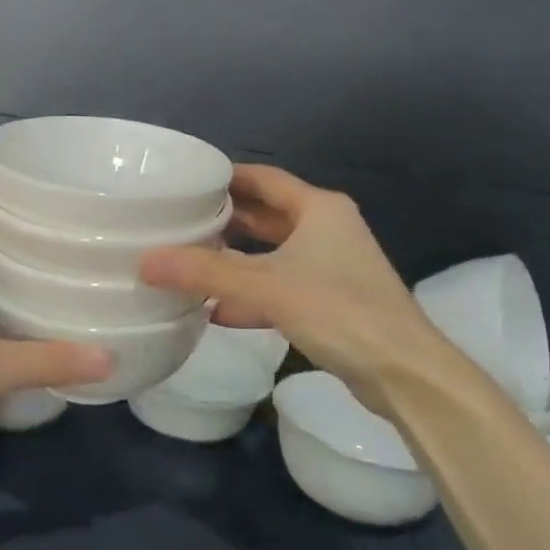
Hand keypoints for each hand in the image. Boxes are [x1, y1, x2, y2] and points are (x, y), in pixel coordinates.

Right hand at [139, 165, 454, 404]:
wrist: (404, 373)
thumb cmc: (339, 312)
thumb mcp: (267, 288)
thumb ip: (206, 274)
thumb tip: (145, 261)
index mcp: (318, 209)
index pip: (263, 178)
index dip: (225, 176)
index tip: (185, 180)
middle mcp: (326, 229)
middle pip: (266, 214)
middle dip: (225, 219)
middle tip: (178, 220)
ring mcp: (331, 266)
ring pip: (272, 253)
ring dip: (235, 259)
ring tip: (189, 261)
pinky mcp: (330, 301)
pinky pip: (280, 286)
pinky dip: (251, 293)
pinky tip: (217, 310)